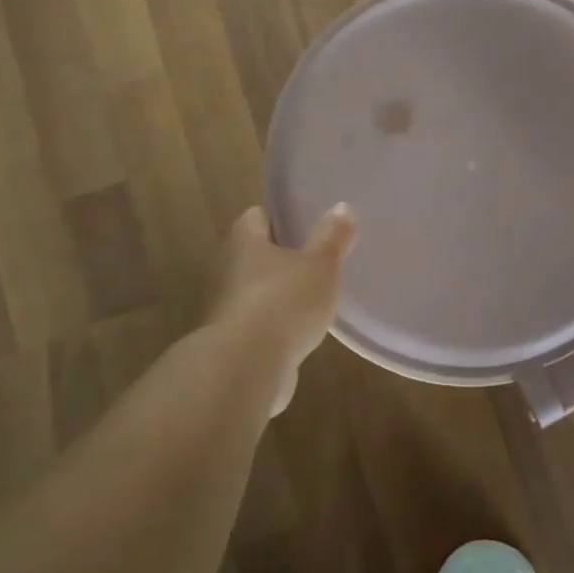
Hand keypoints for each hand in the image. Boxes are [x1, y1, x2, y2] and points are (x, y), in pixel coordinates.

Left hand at [210, 204, 356, 414]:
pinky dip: (277, 326)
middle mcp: (231, 273)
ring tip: (311, 295)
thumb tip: (342, 206)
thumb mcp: (320, 265)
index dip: (273, 216)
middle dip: (278, 256)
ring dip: (277, 293)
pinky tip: (301, 332)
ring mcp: (231, 311)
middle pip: (252, 255)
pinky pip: (260, 326)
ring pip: (255, 292)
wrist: (248, 367)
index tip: (298, 219)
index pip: (254, 218)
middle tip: (312, 256)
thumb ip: (332, 237)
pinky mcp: (237, 345)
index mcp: (247, 245)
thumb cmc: (284, 301)